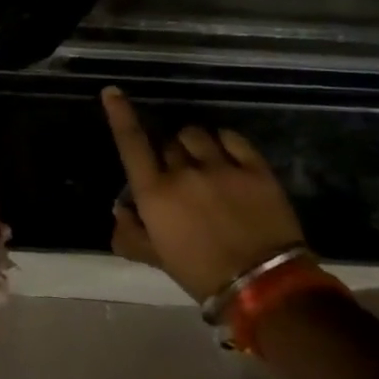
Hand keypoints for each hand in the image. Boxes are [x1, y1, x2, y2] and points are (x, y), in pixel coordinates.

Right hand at [101, 86, 306, 300]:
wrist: (266, 287)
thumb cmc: (202, 275)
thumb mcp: (157, 259)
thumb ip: (130, 234)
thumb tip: (120, 211)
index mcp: (154, 193)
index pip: (130, 142)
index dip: (120, 114)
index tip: (113, 91)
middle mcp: (183, 172)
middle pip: (167, 143)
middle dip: (167, 155)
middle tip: (178, 177)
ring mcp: (221, 168)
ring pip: (196, 136)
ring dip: (193, 145)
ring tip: (203, 163)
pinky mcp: (255, 170)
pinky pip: (232, 139)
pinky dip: (224, 142)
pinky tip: (226, 155)